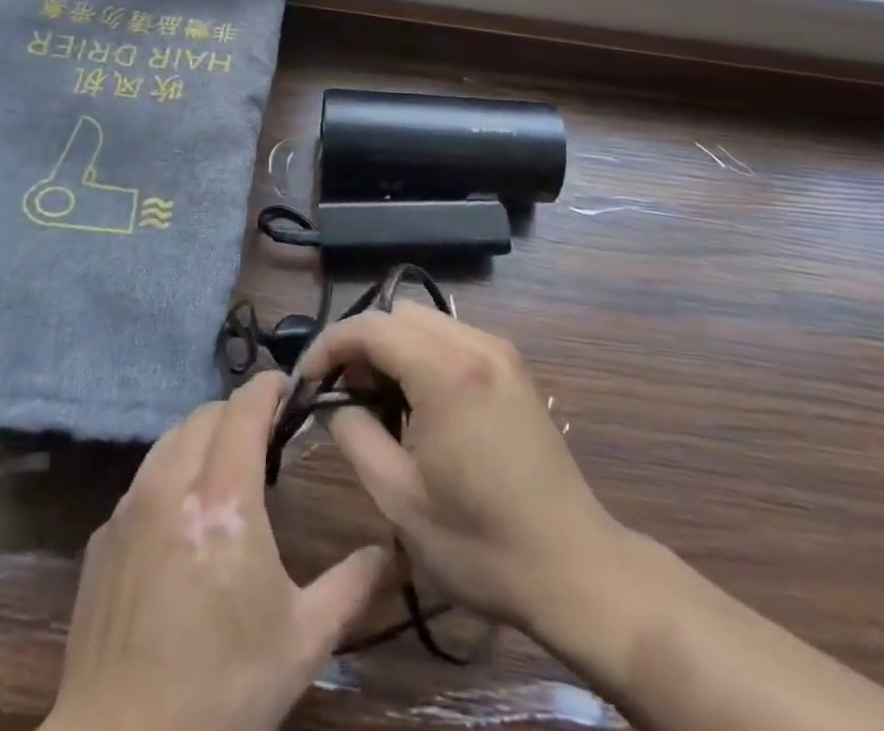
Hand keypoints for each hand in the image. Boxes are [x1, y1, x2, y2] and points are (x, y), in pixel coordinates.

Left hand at [44, 371, 386, 730]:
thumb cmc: (221, 690)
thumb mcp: (301, 643)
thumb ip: (351, 587)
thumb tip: (391, 551)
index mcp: (224, 496)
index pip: (245, 406)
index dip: (269, 386)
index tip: (290, 389)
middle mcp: (173, 483)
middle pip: (207, 413)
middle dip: (240, 412)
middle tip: (267, 439)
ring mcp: (131, 505)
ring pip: (171, 438)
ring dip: (203, 437)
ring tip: (226, 469)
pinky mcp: (104, 534)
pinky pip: (143, 479)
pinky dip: (170, 475)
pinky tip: (182, 520)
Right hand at [295, 302, 622, 635]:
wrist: (575, 569)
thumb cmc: (480, 543)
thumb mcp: (398, 497)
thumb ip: (354, 433)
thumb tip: (334, 401)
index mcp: (445, 371)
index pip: (370, 327)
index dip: (329, 346)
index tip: (308, 381)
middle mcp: (475, 345)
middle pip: (397, 314)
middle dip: (362, 344)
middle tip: (345, 394)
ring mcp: (501, 352)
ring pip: (425, 321)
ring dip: (393, 347)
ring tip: (380, 400)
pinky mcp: (514, 369)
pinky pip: (453, 339)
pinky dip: (424, 354)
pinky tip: (421, 404)